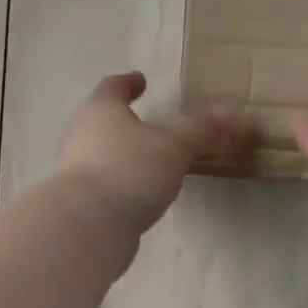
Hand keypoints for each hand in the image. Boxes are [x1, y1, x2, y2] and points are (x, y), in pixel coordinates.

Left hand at [56, 72, 249, 232]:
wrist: (87, 226)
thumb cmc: (129, 171)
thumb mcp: (174, 147)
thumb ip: (201, 131)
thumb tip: (232, 114)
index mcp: (101, 110)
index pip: (113, 87)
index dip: (128, 83)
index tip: (140, 81)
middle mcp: (80, 135)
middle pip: (101, 120)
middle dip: (123, 121)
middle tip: (146, 123)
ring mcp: (74, 171)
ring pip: (100, 154)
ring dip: (121, 155)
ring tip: (148, 162)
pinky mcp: (77, 202)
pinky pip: (103, 183)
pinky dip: (119, 183)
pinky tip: (137, 194)